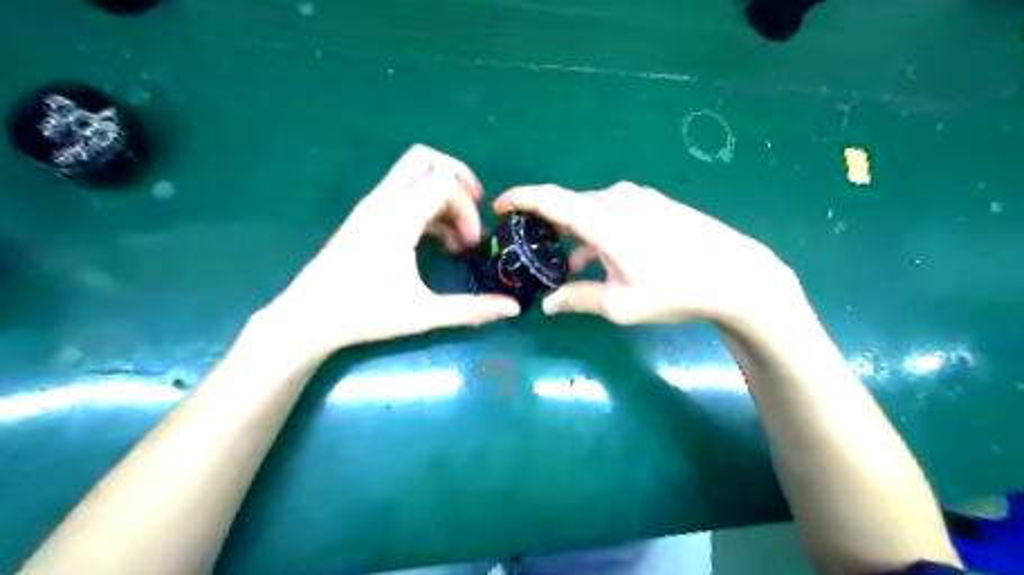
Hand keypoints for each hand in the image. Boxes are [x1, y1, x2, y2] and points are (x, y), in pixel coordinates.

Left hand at [258, 143, 520, 358]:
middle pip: (424, 159)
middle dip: (458, 178)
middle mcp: (381, 203)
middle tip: (475, 209)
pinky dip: (427, 204)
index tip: (472, 243)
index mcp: (395, 220)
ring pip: (412, 173)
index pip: (442, 184)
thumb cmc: (364, 314)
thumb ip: (471, 310)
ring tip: (457, 235)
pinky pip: (402, 192)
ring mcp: (369, 207)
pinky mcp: (365, 217)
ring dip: (442, 193)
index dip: (466, 208)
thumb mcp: (423, 314)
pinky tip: (436, 240)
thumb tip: (513, 308)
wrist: (306, 319)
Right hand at [493, 181, 799, 326]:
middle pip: (569, 205)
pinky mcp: (655, 204)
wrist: (735, 275)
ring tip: (567, 262)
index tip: (499, 206)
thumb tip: (548, 306)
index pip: (547, 198)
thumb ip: (578, 299)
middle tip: (533, 249)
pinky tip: (603, 257)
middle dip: (548, 225)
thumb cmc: (673, 290)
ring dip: (576, 233)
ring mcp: (639, 198)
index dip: (519, 198)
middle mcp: (617, 198)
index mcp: (601, 217)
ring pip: (592, 211)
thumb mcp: (620, 303)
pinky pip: (614, 212)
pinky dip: (598, 230)